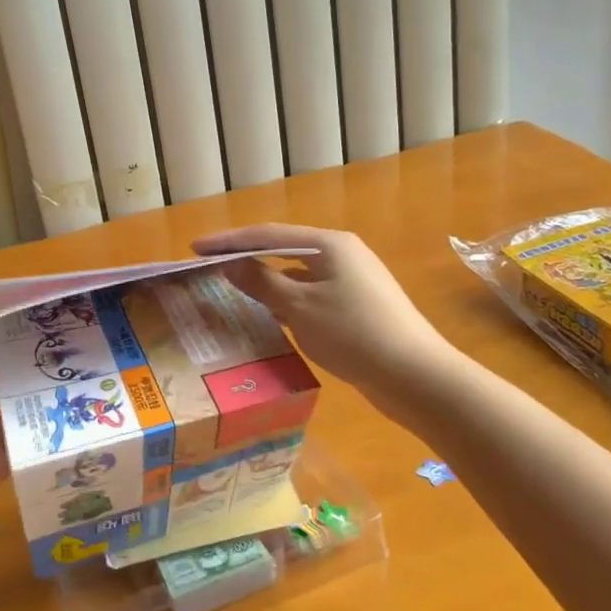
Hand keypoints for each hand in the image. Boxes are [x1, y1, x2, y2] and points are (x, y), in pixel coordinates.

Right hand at [192, 224, 454, 409]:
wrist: (416, 376)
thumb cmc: (354, 334)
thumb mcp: (299, 307)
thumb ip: (262, 282)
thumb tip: (231, 264)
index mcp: (329, 244)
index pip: (268, 234)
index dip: (228, 241)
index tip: (195, 248)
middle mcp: (342, 254)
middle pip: (284, 249)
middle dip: (246, 257)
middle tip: (210, 268)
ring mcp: (354, 280)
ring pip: (299, 274)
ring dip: (267, 281)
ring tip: (233, 291)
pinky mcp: (359, 306)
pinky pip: (312, 294)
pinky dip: (288, 300)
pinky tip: (271, 317)